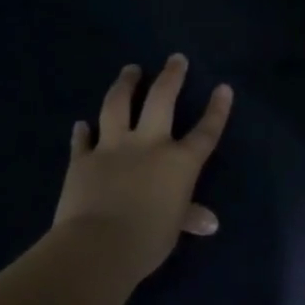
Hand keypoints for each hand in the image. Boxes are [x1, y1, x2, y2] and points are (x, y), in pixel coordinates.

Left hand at [51, 55, 232, 283]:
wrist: (98, 245)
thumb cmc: (148, 239)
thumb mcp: (174, 228)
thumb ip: (189, 217)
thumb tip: (209, 223)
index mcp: (179, 162)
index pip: (205, 131)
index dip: (217, 110)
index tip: (223, 88)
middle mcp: (149, 144)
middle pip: (162, 100)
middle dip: (171, 76)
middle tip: (175, 59)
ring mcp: (113, 147)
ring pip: (118, 105)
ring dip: (125, 85)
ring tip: (130, 70)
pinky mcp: (83, 159)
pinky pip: (83, 140)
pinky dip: (82, 131)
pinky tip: (81, 123)